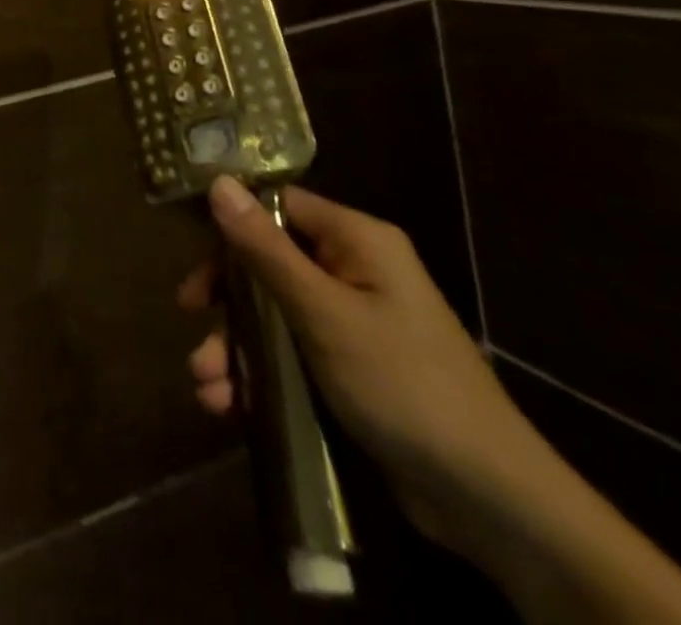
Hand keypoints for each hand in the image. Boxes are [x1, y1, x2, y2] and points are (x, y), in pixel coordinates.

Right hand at [181, 178, 544, 551]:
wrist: (490, 500)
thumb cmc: (403, 383)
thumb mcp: (323, 313)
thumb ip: (265, 249)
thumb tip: (218, 181)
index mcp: (357, 240)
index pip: (280, 206)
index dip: (233, 222)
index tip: (192, 249)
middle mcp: (355, 271)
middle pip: (270, 262)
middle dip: (228, 298)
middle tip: (190, 315)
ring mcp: (354, 322)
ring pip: (276, 315)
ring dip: (237, 346)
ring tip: (206, 384)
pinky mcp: (352, 369)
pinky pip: (293, 355)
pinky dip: (261, 375)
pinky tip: (230, 404)